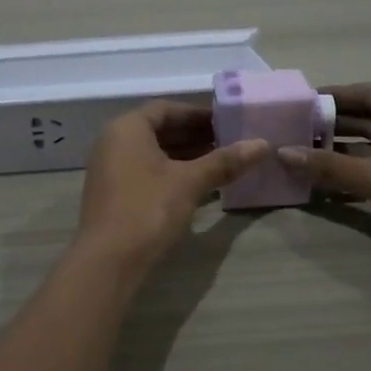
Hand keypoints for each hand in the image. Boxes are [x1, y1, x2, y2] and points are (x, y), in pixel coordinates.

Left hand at [73, 102, 267, 278]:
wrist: (107, 261)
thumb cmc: (148, 209)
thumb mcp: (190, 182)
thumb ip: (224, 161)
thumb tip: (263, 144)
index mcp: (127, 128)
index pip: (167, 109)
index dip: (199, 114)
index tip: (228, 122)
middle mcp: (113, 141)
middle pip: (159, 129)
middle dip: (195, 135)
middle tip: (230, 142)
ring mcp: (110, 168)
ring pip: (153, 152)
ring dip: (185, 155)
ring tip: (222, 162)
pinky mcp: (113, 193)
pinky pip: (146, 171)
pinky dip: (172, 172)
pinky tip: (199, 185)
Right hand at [278, 83, 370, 281]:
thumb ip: (333, 167)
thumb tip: (283, 152)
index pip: (367, 94)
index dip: (334, 95)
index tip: (300, 103)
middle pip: (366, 121)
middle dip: (331, 125)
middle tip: (291, 132)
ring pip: (369, 150)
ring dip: (338, 153)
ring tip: (300, 158)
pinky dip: (352, 177)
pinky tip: (325, 186)